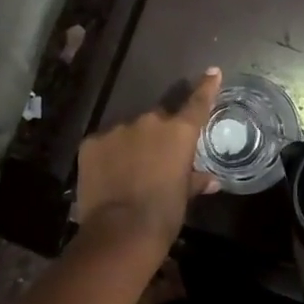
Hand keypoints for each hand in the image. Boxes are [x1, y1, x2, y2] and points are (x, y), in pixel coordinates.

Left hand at [74, 69, 220, 253]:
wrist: (121, 231)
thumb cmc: (164, 213)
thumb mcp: (184, 196)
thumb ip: (196, 181)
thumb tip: (212, 180)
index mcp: (178, 132)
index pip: (197, 103)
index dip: (206, 86)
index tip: (212, 72)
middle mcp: (149, 121)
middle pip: (158, 119)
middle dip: (159, 134)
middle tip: (157, 158)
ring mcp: (117, 130)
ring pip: (129, 131)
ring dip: (132, 145)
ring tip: (129, 171)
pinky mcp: (91, 143)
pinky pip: (104, 144)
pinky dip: (108, 155)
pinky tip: (108, 175)